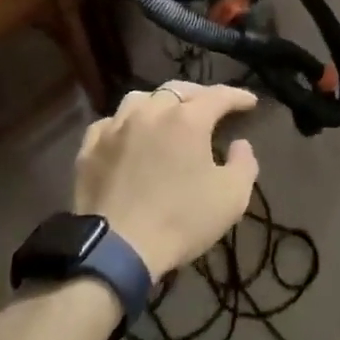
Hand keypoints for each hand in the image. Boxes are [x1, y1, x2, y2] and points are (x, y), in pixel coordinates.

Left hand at [74, 81, 259, 279]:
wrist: (116, 249)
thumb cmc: (181, 220)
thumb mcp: (232, 197)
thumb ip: (244, 163)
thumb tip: (239, 144)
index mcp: (187, 119)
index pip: (219, 96)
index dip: (238, 96)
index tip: (250, 103)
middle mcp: (150, 112)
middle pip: (178, 90)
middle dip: (199, 95)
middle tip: (210, 108)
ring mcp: (115, 127)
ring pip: (140, 99)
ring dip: (159, 103)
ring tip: (167, 116)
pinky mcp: (89, 148)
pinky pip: (110, 123)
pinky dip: (125, 124)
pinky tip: (128, 136)